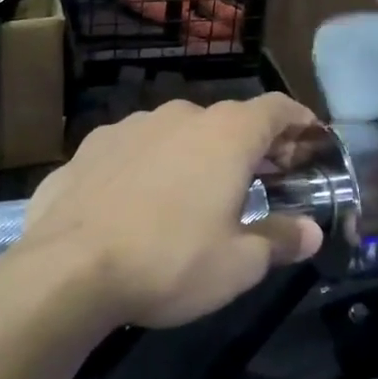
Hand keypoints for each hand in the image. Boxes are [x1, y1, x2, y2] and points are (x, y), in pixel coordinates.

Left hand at [16, 95, 324, 329]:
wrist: (66, 269)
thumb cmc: (169, 261)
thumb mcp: (238, 264)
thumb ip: (280, 240)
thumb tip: (311, 233)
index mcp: (225, 134)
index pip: (276, 109)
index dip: (299, 121)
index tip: (311, 138)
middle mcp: (180, 116)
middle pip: (229, 121)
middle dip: (252, 145)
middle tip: (265, 178)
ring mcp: (129, 126)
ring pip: (179, 132)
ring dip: (198, 154)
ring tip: (199, 192)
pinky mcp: (90, 147)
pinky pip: (136, 150)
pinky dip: (152, 166)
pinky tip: (142, 201)